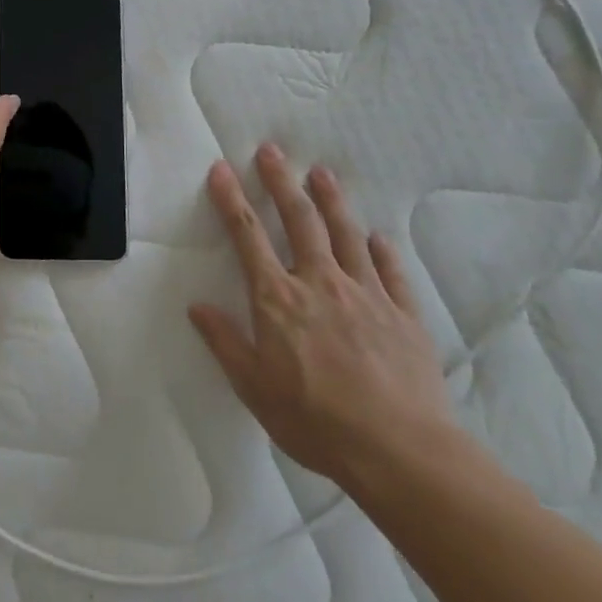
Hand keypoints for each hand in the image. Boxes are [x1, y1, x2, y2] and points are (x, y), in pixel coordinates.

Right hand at [189, 144, 457, 494]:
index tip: (221, 169)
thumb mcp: (254, 387)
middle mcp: (320, 283)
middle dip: (281, 181)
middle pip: (299, 220)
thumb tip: (198, 307)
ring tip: (322, 173)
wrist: (400, 451)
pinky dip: (381, 250)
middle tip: (272, 150)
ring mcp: (366, 295)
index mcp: (278, 299)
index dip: (231, 200)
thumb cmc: (315, 421)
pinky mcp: (403, 314)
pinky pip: (390, 272)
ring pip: (345, 234)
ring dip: (331, 200)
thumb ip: (225, 342)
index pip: (248, 236)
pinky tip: (377, 238)